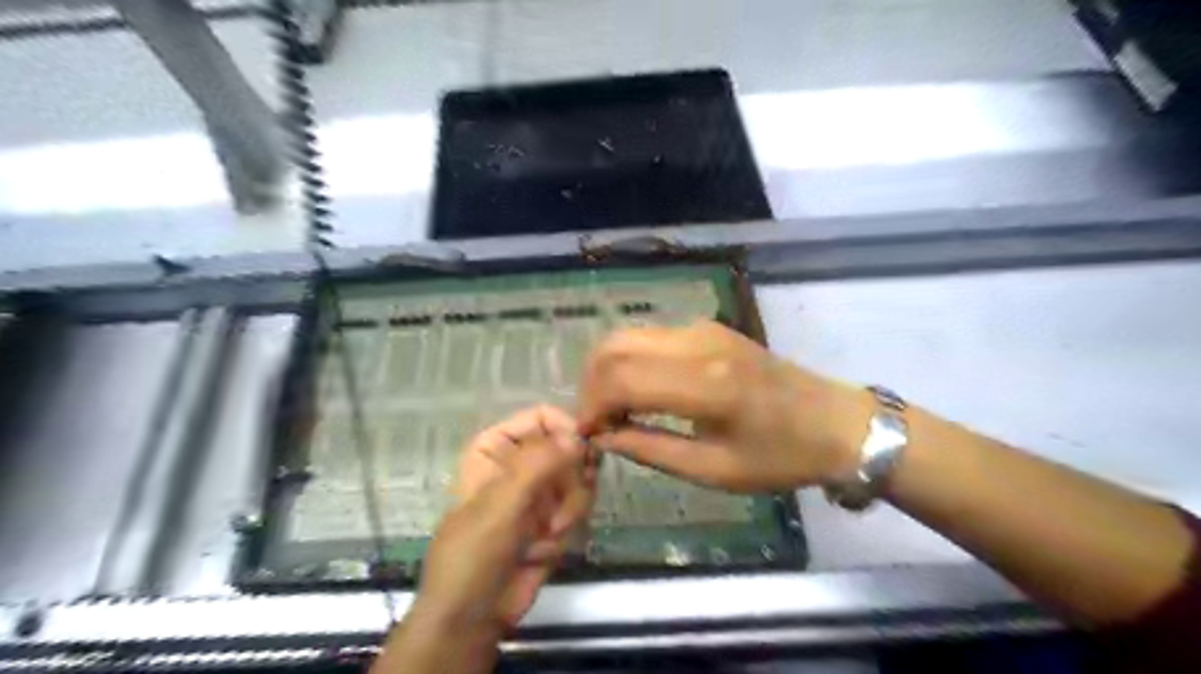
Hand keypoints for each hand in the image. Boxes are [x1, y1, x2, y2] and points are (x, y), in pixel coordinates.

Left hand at [416, 406, 591, 636]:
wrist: (473, 616)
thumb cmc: (473, 554)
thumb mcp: (500, 504)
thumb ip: (538, 464)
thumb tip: (579, 435)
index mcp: (497, 446)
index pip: (542, 417)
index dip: (567, 429)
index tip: (584, 452)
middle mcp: (522, 461)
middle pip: (570, 447)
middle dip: (569, 482)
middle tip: (558, 508)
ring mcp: (541, 488)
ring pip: (581, 477)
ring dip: (568, 510)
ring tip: (544, 535)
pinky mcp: (557, 514)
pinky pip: (582, 504)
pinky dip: (568, 527)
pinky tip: (542, 550)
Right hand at [578, 318, 867, 490]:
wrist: (836, 423)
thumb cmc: (781, 456)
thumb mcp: (714, 470)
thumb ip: (650, 450)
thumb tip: (603, 437)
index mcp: (705, 384)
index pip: (621, 379)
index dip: (592, 407)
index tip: (587, 436)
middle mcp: (698, 343)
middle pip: (615, 346)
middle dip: (591, 384)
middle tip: (597, 421)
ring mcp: (703, 329)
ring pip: (628, 335)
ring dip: (608, 370)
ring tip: (615, 409)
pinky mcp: (708, 328)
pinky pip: (650, 337)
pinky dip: (630, 361)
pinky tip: (640, 391)